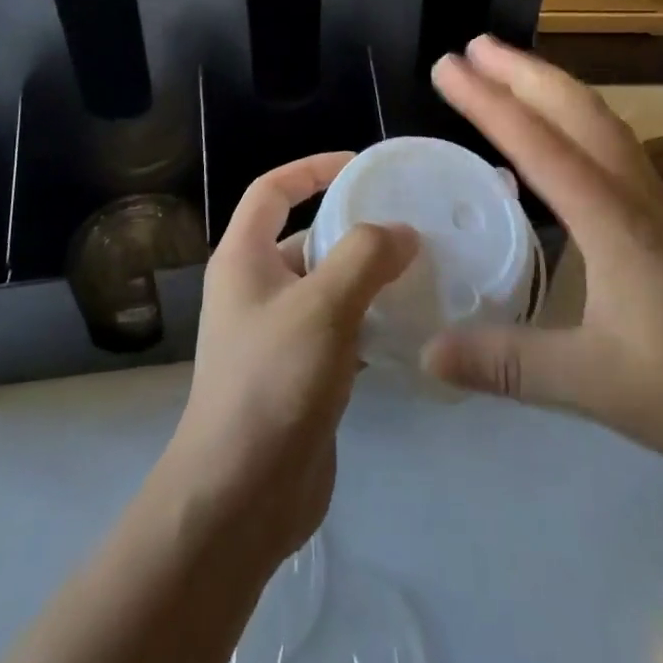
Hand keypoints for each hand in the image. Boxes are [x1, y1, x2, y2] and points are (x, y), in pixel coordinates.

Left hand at [161, 154, 416, 564]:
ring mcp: (276, 332)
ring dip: (367, 278)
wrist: (240, 496)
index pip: (272, 190)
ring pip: (327, 286)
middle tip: (409, 227)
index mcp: (243, 258)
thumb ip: (365, 257)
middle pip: (306, 237)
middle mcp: (255, 288)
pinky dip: (369, 321)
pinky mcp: (299, 372)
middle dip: (353, 229)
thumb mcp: (322, 306)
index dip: (312, 169)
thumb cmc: (273, 382)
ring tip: (421, 272)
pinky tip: (409, 327)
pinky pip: (338, 329)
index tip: (361, 166)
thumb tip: (402, 231)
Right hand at [423, 37, 662, 484]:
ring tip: (510, 70)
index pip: (541, 146)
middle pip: (579, 112)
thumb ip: (509, 365)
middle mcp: (636, 196)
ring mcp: (658, 206)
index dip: (489, 103)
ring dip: (553, 88)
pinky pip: (614, 147)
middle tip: (473, 46)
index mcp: (614, 221)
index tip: (447, 67)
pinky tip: (562, 137)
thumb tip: (428, 354)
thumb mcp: (594, 384)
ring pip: (602, 123)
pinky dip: (577, 119)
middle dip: (523, 72)